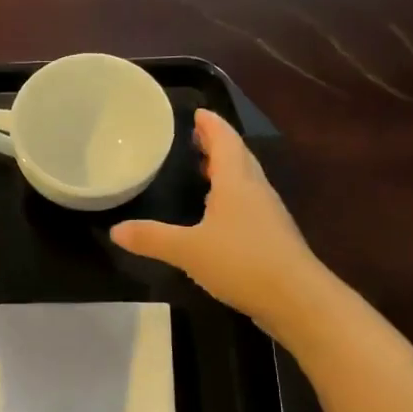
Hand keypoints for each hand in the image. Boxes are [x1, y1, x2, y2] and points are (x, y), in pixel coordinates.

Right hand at [110, 109, 320, 338]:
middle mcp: (256, 190)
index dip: (211, 125)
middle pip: (238, 156)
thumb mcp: (188, 250)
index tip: (198, 112)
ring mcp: (268, 214)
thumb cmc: (242, 262)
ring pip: (246, 180)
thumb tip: (115, 231)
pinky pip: (249, 204)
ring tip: (204, 169)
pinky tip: (219, 214)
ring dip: (227, 170)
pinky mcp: (273, 237)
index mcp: (237, 182)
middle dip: (218, 144)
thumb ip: (151, 238)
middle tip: (196, 137)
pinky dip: (232, 196)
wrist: (297, 299)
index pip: (225, 141)